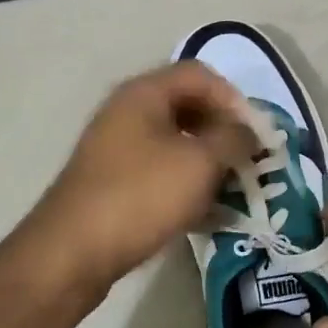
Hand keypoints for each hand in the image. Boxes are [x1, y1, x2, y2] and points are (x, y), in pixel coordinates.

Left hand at [21, 62, 257, 299]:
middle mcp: (127, 113)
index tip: (254, 135)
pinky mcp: (114, 183)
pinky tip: (206, 214)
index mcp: (144, 94)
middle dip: (223, 133)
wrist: (73, 252)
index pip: (200, 75)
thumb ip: (233, 138)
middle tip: (247, 163)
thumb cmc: (140, 196)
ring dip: (208, 163)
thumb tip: (249, 130)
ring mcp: (117, 149)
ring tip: (232, 191)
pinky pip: (160, 172)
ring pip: (175, 143)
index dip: (234, 99)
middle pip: (188, 107)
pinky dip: (186, 186)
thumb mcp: (199, 163)